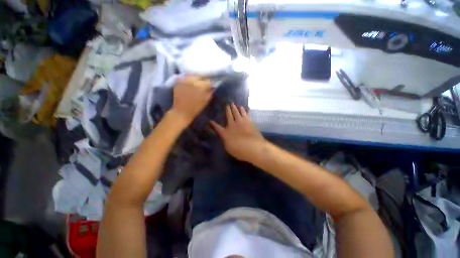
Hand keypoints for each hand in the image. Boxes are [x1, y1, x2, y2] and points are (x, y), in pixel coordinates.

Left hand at [171, 75, 211, 124]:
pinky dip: (188, 78)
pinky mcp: (178, 80)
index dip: (209, 84)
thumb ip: (210, 92)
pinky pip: (185, 76)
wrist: (181, 111)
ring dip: (196, 78)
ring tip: (196, 83)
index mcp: (201, 86)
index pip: (208, 80)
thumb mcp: (206, 101)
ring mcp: (185, 79)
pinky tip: (189, 83)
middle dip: (203, 79)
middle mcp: (193, 80)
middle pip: (201, 75)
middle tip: (203, 84)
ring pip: (193, 74)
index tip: (209, 86)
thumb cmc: (195, 108)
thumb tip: (213, 87)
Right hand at [210, 103, 266, 162]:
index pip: (217, 127)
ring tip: (235, 104)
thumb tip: (225, 136)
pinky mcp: (249, 122)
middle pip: (229, 115)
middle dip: (228, 109)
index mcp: (226, 132)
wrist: (253, 147)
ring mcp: (241, 122)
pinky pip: (246, 114)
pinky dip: (245, 110)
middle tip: (228, 104)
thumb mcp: (229, 148)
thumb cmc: (239, 150)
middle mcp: (232, 125)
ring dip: (236, 108)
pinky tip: (245, 108)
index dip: (213, 124)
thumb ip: (226, 140)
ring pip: (238, 112)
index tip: (210, 121)